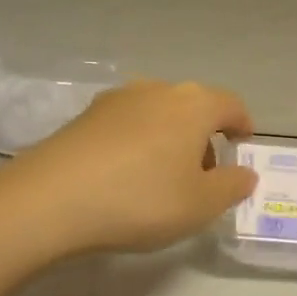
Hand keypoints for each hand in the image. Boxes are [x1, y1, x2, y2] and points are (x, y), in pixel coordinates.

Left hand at [0, 80, 257, 258]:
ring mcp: (116, 99)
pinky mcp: (85, 116)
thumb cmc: (140, 199)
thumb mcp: (200, 205)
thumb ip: (231, 186)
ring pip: (157, 113)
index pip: (230, 104)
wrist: (51, 198)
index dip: (242, 125)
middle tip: (203, 174)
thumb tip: (245, 172)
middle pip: (192, 107)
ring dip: (168, 138)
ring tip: (162, 177)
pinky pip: (126, 124)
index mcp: (193, 105)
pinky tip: (125, 175)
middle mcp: (156, 90)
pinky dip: (136, 142)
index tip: (243, 145)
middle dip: (203, 136)